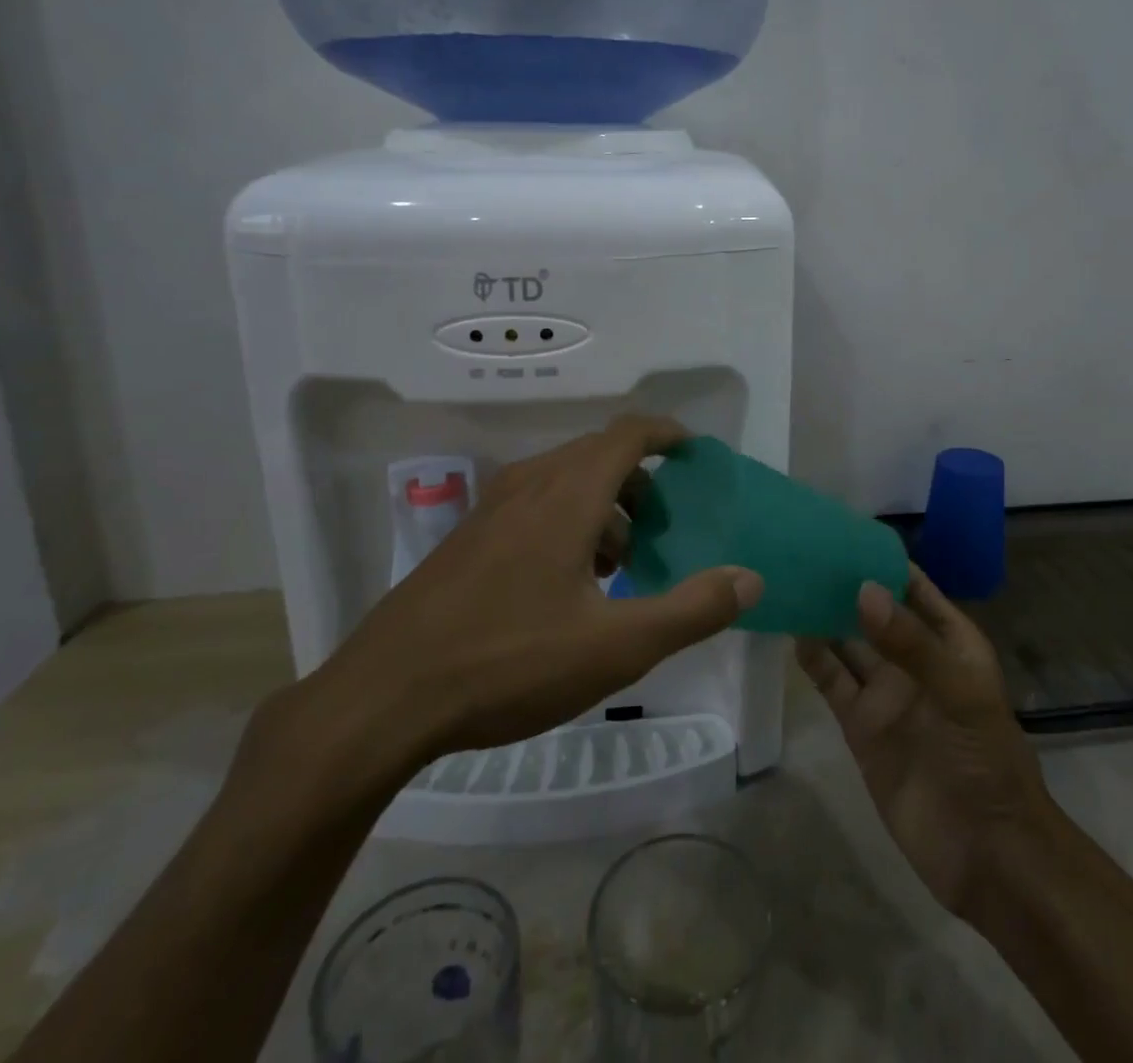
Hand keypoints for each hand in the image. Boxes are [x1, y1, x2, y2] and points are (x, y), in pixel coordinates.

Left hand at [281, 416, 764, 803]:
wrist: (382, 698)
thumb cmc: (509, 663)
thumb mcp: (616, 647)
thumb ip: (691, 610)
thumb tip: (749, 578)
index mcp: (567, 495)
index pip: (627, 434)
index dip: (666, 433)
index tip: (694, 452)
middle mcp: (529, 486)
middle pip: (597, 453)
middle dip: (639, 478)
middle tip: (663, 523)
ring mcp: (490, 510)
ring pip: (563, 479)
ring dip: (602, 502)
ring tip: (619, 561)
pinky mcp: (466, 539)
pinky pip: (532, 504)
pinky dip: (567, 519)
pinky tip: (566, 583)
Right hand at [798, 572, 1053, 918]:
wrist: (986, 853)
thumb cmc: (986, 760)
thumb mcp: (959, 693)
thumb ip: (911, 643)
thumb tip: (862, 589)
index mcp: (949, 640)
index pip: (912, 586)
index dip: (882, 559)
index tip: (841, 530)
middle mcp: (913, 658)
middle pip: (873, 610)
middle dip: (843, 583)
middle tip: (800, 550)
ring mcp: (885, 692)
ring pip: (846, 641)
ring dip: (822, 615)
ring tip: (787, 580)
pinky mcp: (859, 725)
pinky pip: (832, 681)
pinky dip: (812, 657)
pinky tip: (790, 631)